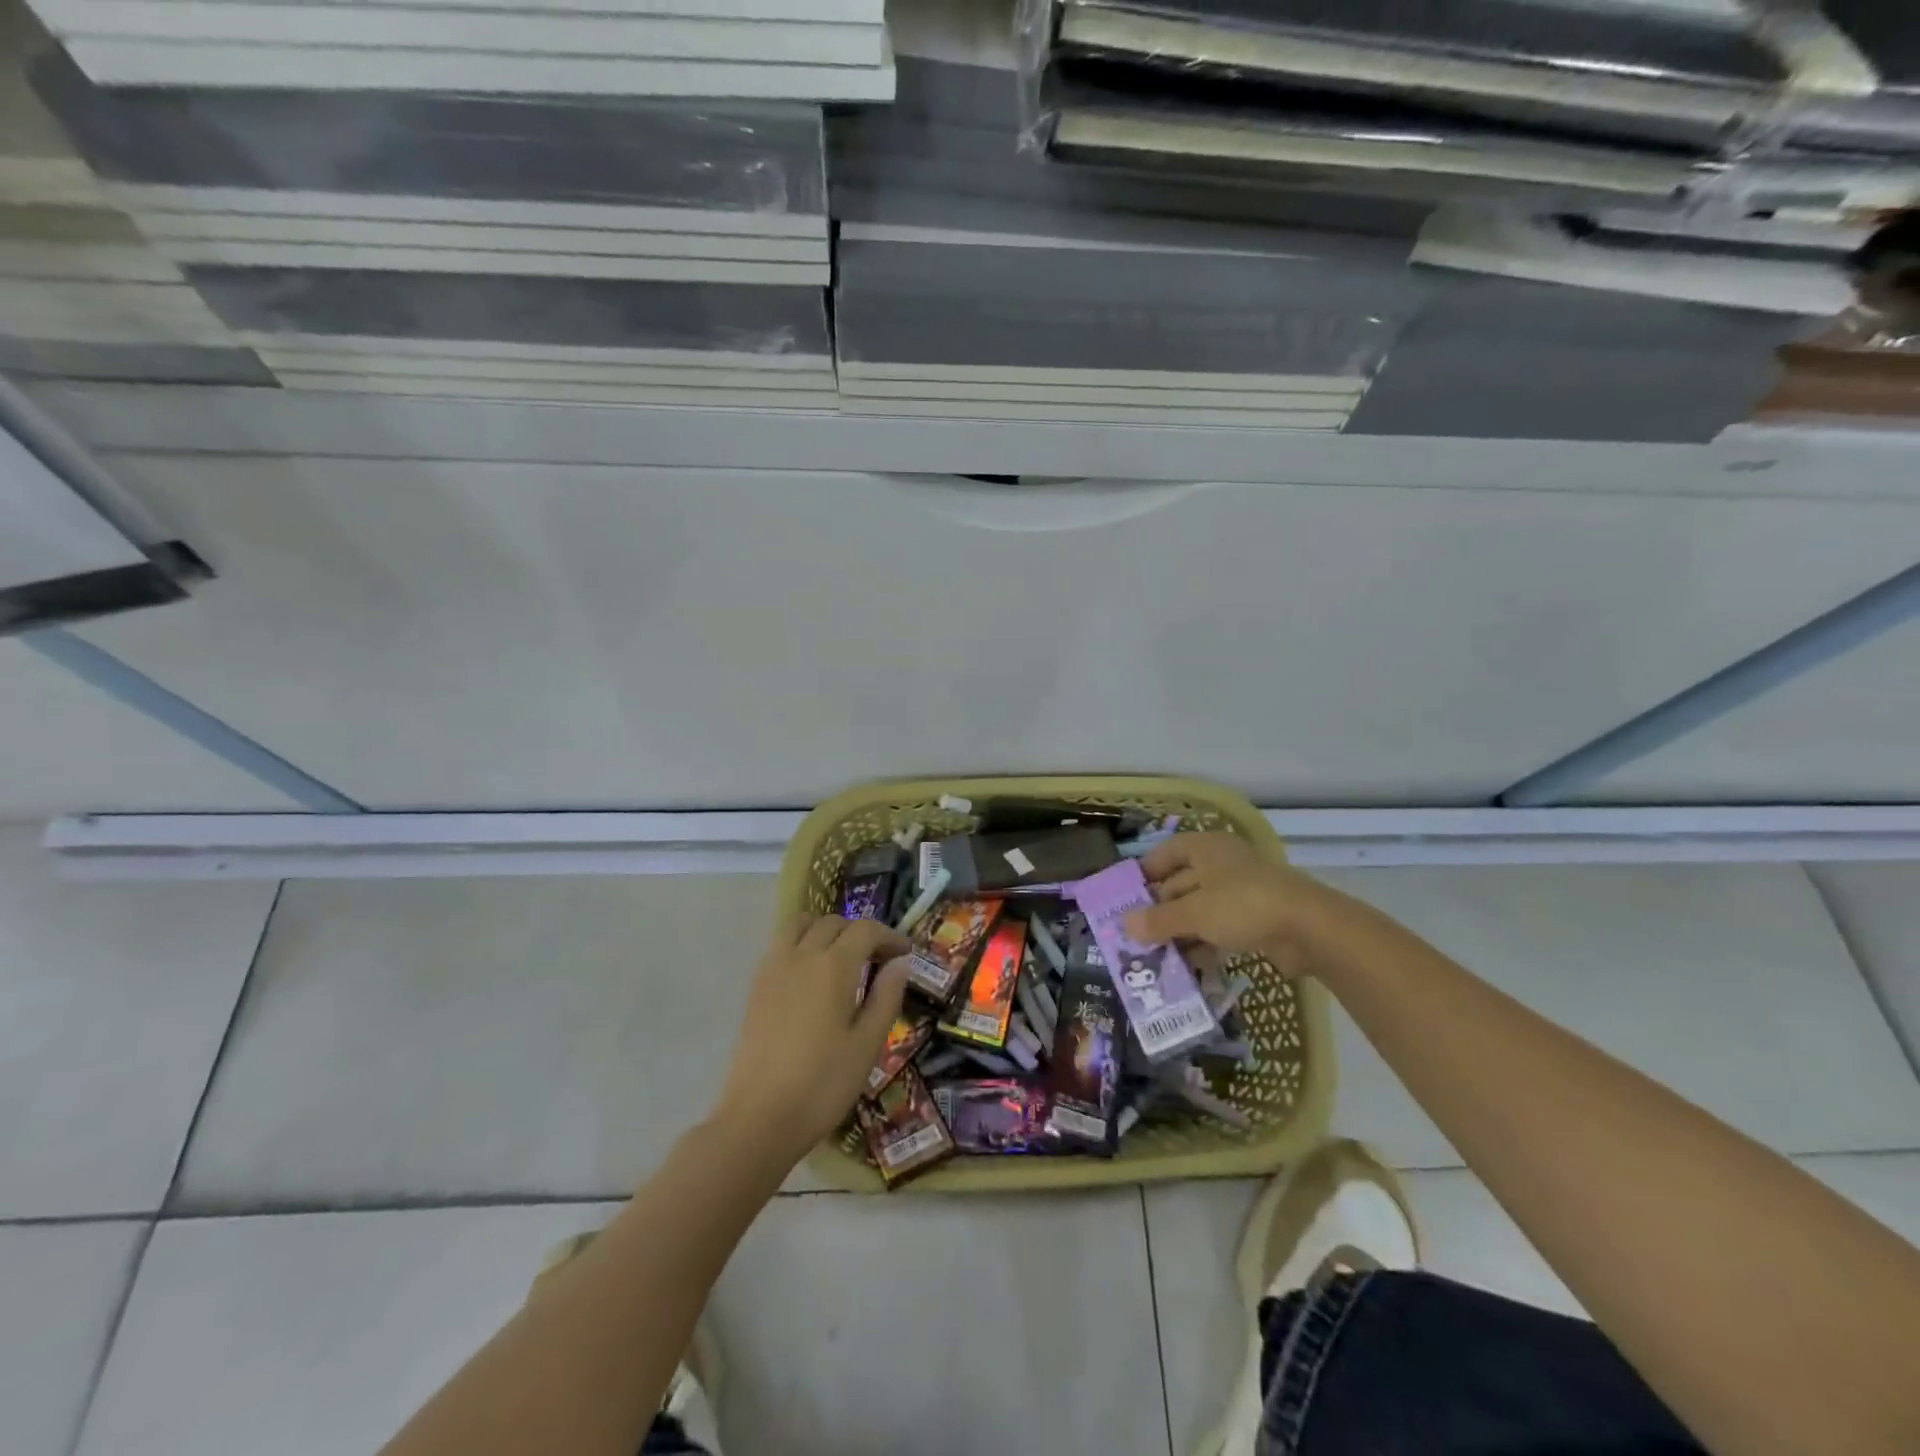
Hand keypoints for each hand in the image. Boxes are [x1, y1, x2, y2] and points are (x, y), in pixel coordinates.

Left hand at [710, 914, 910, 1166]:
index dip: (890, 936)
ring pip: (802, 925)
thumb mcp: (867, 1044)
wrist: (759, 1118)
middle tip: (879, 960)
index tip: (905, 954)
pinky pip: (781, 944)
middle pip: (834, 923)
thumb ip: (886, 997)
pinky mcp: (756, 986)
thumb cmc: (823, 1084)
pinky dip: (801, 943)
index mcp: (834, 966)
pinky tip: (811, 975)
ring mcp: (774, 968)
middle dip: (860, 933)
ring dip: (826, 930)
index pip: (866, 930)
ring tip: (842, 957)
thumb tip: (900, 963)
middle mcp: (802, 955)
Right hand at [1122, 832, 1333, 973]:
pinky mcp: (1257, 918)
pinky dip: (1204, 942)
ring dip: (1180, 930)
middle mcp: (1222, 864)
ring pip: (1201, 908)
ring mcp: (1242, 891)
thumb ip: (1158, 920)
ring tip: (1155, 955)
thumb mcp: (1193, 913)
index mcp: (1206, 848)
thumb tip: (1124, 925)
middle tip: (1136, 934)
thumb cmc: (1242, 905)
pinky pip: (1220, 927)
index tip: (1126, 896)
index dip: (1146, 871)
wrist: (1310, 928)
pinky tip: (1188, 965)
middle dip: (1160, 909)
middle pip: (1182, 882)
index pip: (1167, 852)